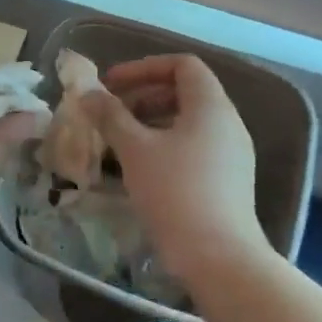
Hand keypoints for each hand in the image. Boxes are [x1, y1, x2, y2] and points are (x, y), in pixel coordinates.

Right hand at [81, 54, 273, 279]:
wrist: (218, 257)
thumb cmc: (175, 192)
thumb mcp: (134, 149)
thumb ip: (110, 115)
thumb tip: (89, 93)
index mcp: (211, 106)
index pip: (182, 65)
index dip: (144, 68)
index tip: (111, 85)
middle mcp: (228, 123)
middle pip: (185, 91)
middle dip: (144, 95)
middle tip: (111, 113)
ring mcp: (232, 153)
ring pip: (188, 121)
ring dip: (151, 121)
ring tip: (120, 141)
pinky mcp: (229, 180)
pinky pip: (194, 146)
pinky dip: (165, 144)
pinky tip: (140, 168)